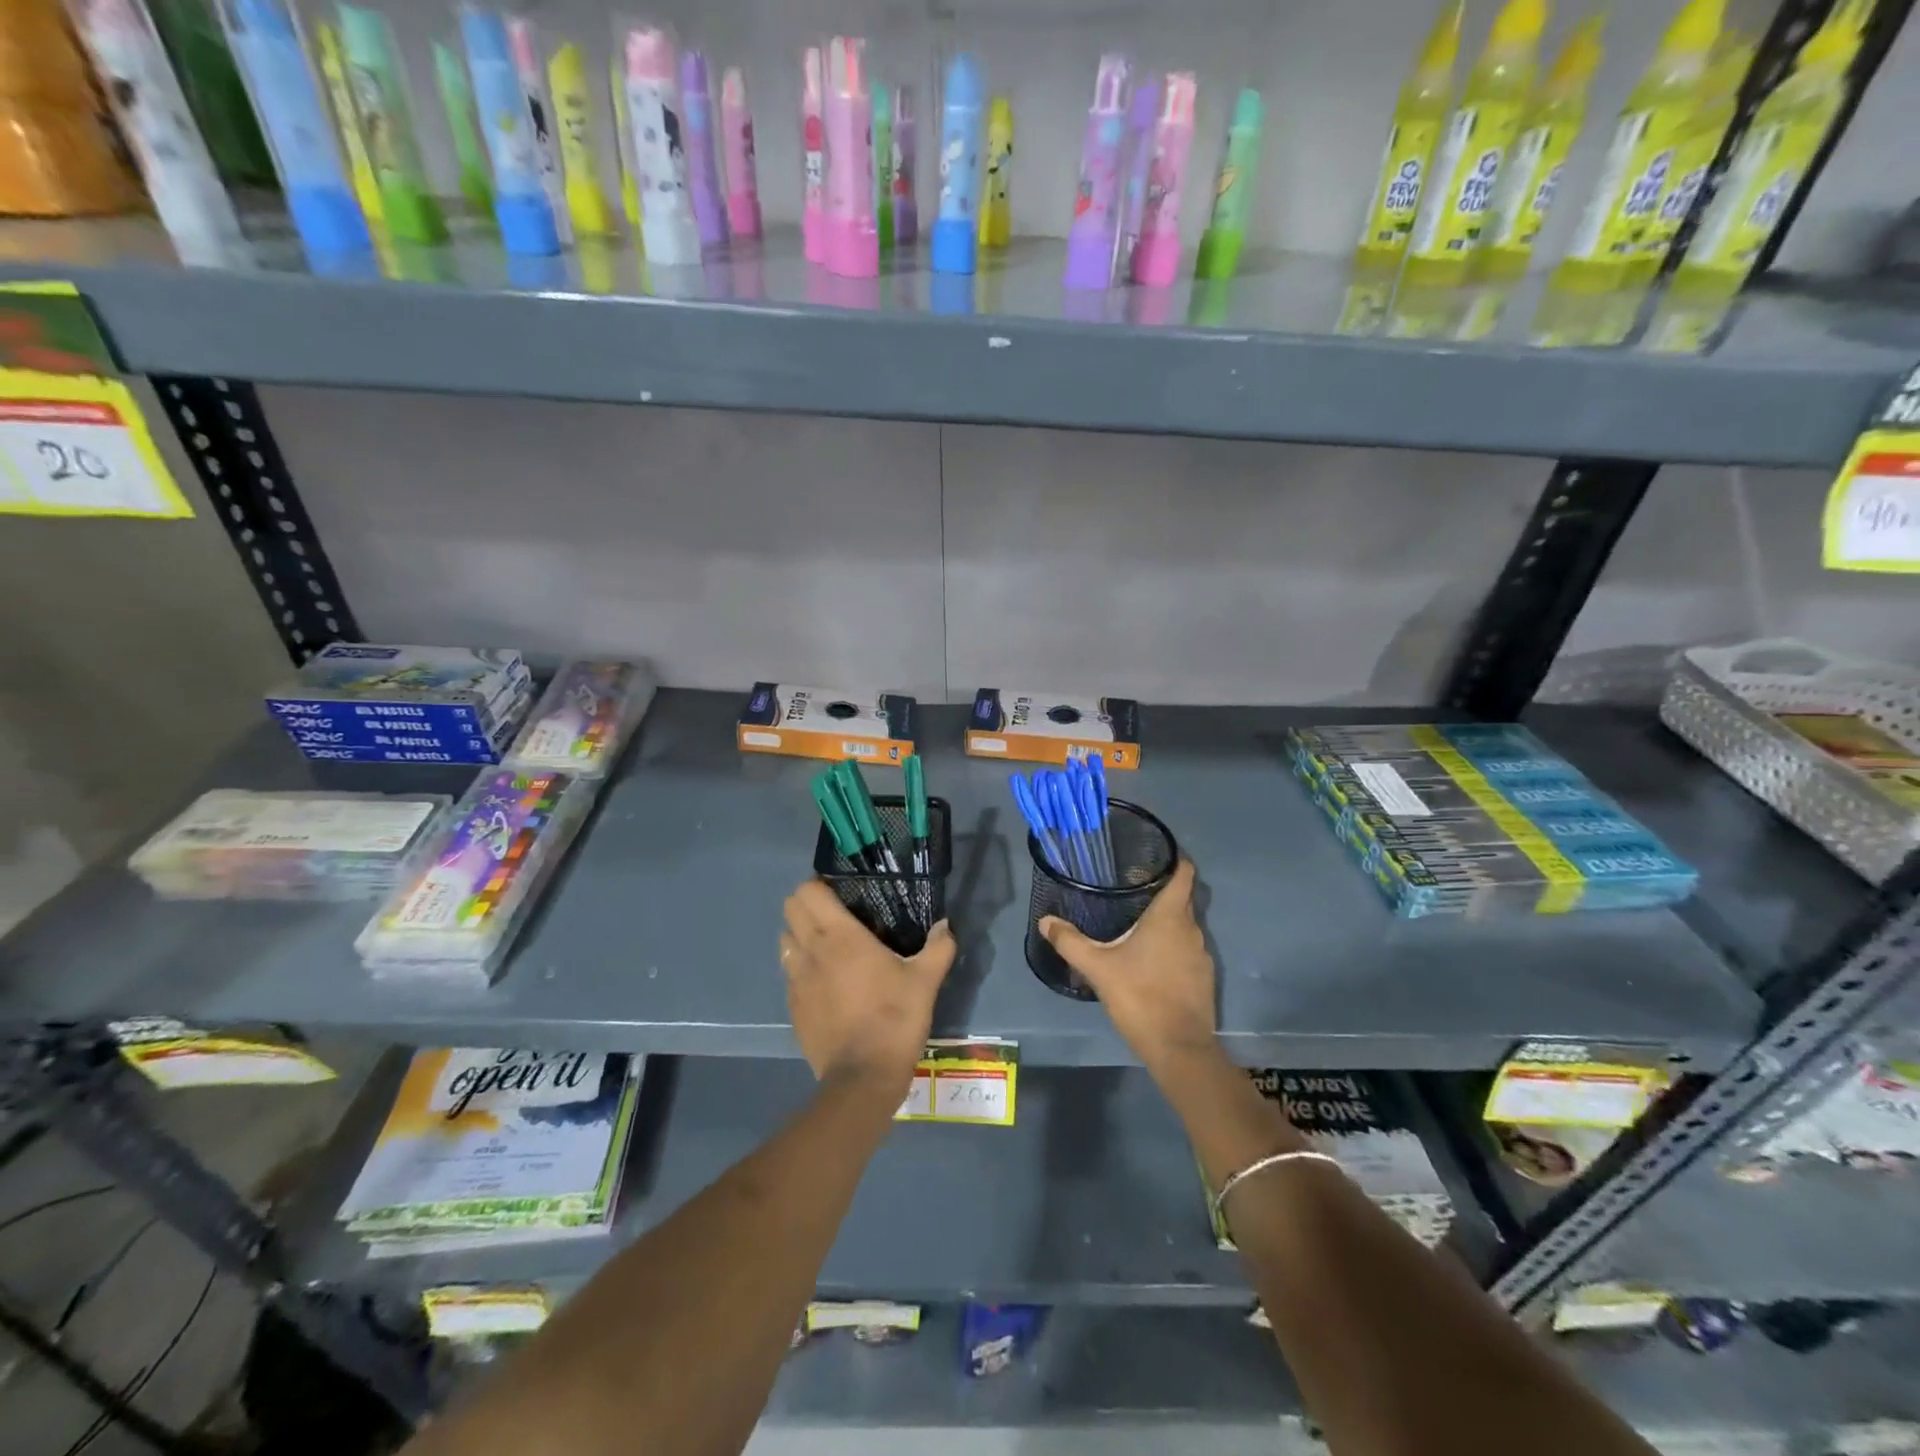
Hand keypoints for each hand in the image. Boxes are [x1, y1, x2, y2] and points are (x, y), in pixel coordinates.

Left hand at [781, 880, 956, 1092]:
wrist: (862, 1078)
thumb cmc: (894, 1019)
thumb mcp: (925, 981)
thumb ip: (938, 947)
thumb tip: (945, 925)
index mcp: (840, 936)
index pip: (807, 892)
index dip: (819, 885)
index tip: (840, 891)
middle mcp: (811, 951)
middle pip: (790, 909)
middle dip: (807, 905)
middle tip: (835, 914)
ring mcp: (796, 980)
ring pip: (785, 940)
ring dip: (800, 935)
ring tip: (827, 946)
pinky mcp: (792, 1006)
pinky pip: (789, 973)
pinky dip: (801, 967)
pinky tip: (825, 982)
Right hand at [1038, 859, 1215, 1073]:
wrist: (1178, 1048)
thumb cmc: (1139, 996)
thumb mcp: (1097, 967)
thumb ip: (1070, 941)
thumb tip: (1045, 920)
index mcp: (1170, 916)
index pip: (1183, 873)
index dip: (1173, 859)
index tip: (1154, 855)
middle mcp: (1192, 928)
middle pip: (1182, 898)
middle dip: (1161, 889)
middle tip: (1131, 887)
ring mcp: (1202, 954)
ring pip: (1185, 925)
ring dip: (1166, 921)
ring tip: (1138, 921)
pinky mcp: (1204, 978)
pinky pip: (1188, 949)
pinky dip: (1173, 946)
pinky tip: (1151, 957)